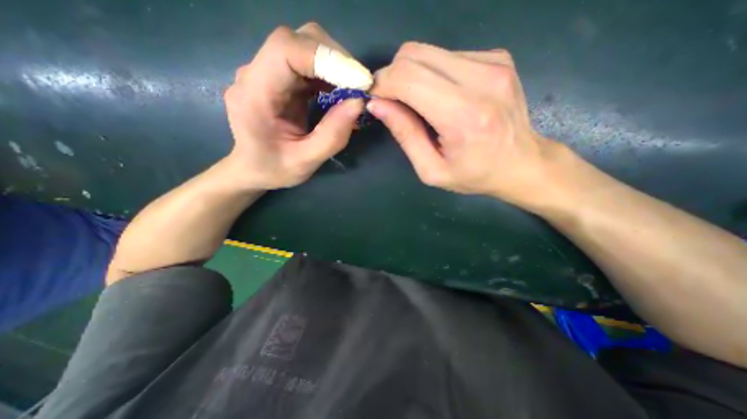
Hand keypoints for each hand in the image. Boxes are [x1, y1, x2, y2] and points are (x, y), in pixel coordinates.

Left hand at [222, 24, 365, 188]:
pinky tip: (340, 93)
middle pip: (299, 41)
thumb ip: (332, 136)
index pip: (286, 50)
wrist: (253, 168)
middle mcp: (256, 74)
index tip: (358, 81)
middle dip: (336, 60)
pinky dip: (330, 74)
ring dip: (336, 66)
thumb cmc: (274, 169)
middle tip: (359, 88)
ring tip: (353, 92)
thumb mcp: (306, 162)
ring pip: (306, 47)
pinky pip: (309, 63)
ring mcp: (267, 72)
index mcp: (254, 94)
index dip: (326, 57)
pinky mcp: (280, 78)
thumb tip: (359, 102)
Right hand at [368, 40, 566, 208]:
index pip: (407, 78)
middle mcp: (481, 79)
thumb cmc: (474, 175)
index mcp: (463, 115)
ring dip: (412, 75)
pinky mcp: (497, 57)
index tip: (375, 100)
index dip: (382, 85)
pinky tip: (441, 96)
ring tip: (417, 103)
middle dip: (392, 76)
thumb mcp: (431, 169)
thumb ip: (405, 135)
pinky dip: (432, 73)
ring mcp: (493, 63)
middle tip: (391, 101)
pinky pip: (447, 55)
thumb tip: (377, 105)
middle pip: (414, 54)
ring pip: (428, 51)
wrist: (522, 164)